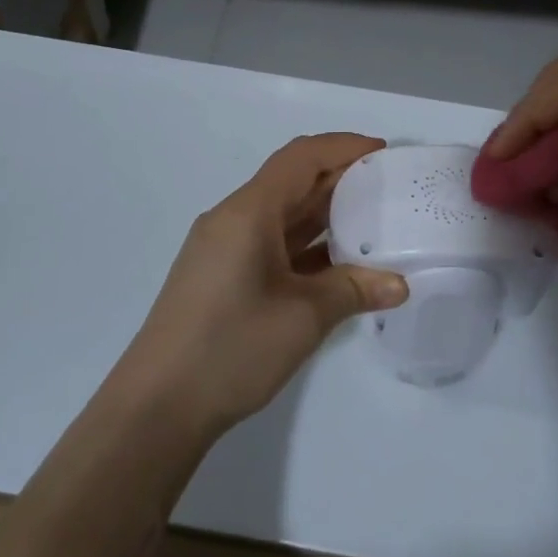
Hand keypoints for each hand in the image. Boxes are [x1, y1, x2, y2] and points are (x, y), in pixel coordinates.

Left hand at [114, 133, 407, 439]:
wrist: (156, 409)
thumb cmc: (230, 349)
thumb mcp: (303, 317)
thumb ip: (353, 290)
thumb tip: (401, 284)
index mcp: (248, 212)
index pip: (301, 158)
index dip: (343, 147)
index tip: (383, 152)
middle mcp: (233, 219)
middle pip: (291, 181)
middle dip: (339, 178)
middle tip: (386, 186)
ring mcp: (224, 249)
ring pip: (281, 213)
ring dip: (324, 212)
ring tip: (372, 218)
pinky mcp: (222, 276)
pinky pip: (271, 242)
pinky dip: (305, 243)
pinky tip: (337, 260)